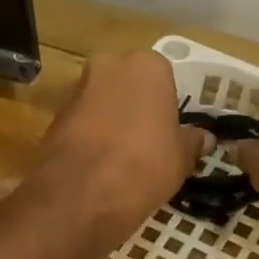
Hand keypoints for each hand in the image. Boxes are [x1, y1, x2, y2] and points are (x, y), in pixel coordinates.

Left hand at [32, 51, 211, 240]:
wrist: (82, 193)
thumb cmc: (145, 164)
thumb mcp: (181, 158)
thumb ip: (192, 142)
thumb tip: (204, 138)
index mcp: (147, 65)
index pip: (164, 78)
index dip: (166, 107)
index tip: (168, 133)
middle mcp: (109, 65)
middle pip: (128, 84)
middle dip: (135, 107)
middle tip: (147, 142)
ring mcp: (77, 89)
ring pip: (102, 102)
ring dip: (110, 121)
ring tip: (122, 158)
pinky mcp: (54, 116)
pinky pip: (81, 123)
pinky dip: (89, 138)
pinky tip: (98, 166)